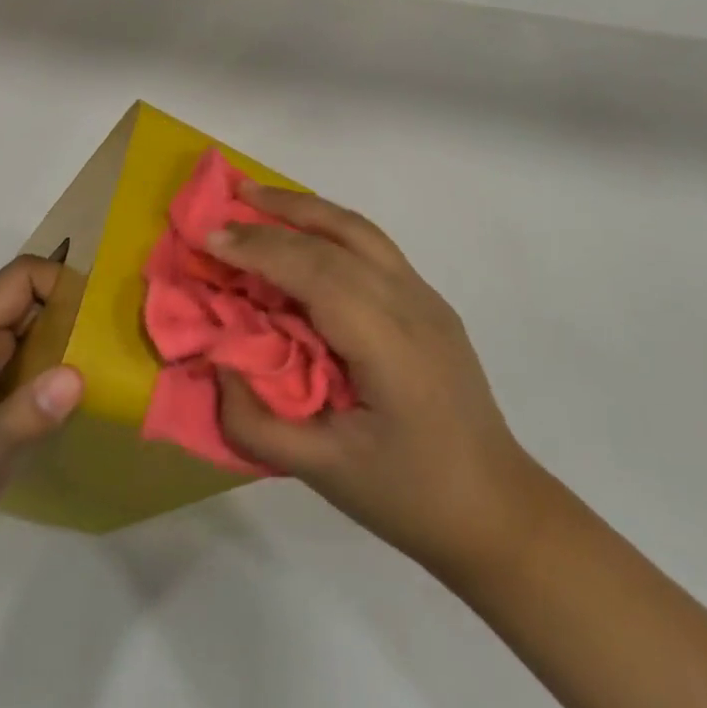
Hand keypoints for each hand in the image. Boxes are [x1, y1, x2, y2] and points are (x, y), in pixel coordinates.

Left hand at [0, 257, 82, 593]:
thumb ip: (29, 412)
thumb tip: (78, 374)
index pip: (16, 279)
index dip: (57, 283)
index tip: (95, 315)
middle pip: (28, 298)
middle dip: (70, 306)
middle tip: (114, 333)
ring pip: (34, 328)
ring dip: (70, 335)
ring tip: (109, 355)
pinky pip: (35, 361)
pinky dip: (61, 364)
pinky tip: (88, 387)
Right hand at [208, 187, 537, 582]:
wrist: (497, 510)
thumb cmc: (407, 495)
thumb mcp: (322, 472)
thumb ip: (255, 423)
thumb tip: (217, 364)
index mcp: (389, 342)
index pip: (316, 272)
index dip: (260, 249)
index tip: (210, 239)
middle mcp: (412, 303)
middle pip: (339, 237)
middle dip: (278, 214)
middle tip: (227, 197)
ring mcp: (427, 298)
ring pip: (361, 231)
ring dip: (308, 209)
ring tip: (260, 197)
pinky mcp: (430, 304)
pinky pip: (373, 248)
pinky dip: (330, 228)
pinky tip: (305, 237)